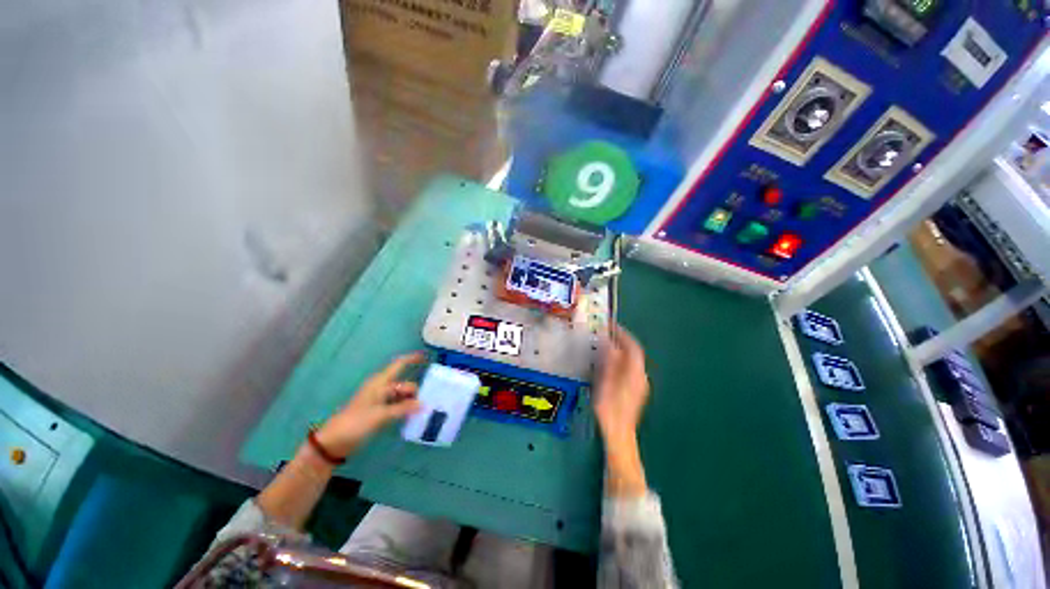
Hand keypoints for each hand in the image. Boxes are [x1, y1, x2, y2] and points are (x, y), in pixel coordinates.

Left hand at [315, 352, 425, 458]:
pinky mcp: (379, 411)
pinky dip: (405, 408)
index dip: (412, 359)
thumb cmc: (356, 422)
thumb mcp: (381, 415)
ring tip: (424, 410)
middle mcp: (381, 388)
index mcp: (380, 383)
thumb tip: (423, 404)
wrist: (335, 441)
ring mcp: (380, 400)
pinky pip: (397, 405)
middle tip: (427, 402)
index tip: (427, 357)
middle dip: (415, 391)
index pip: (399, 365)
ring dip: (411, 401)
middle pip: (403, 384)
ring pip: (401, 396)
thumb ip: (403, 408)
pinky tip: (413, 415)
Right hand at [595, 326, 649, 445]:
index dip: (623, 334)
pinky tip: (610, 362)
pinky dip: (621, 359)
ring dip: (620, 350)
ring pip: (632, 360)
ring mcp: (640, 383)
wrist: (619, 433)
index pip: (633, 347)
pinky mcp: (636, 389)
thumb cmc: (610, 409)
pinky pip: (630, 368)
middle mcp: (641, 376)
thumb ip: (609, 361)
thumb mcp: (606, 383)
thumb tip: (610, 343)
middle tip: (606, 333)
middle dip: (621, 341)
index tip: (612, 326)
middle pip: (633, 353)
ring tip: (606, 344)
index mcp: (635, 373)